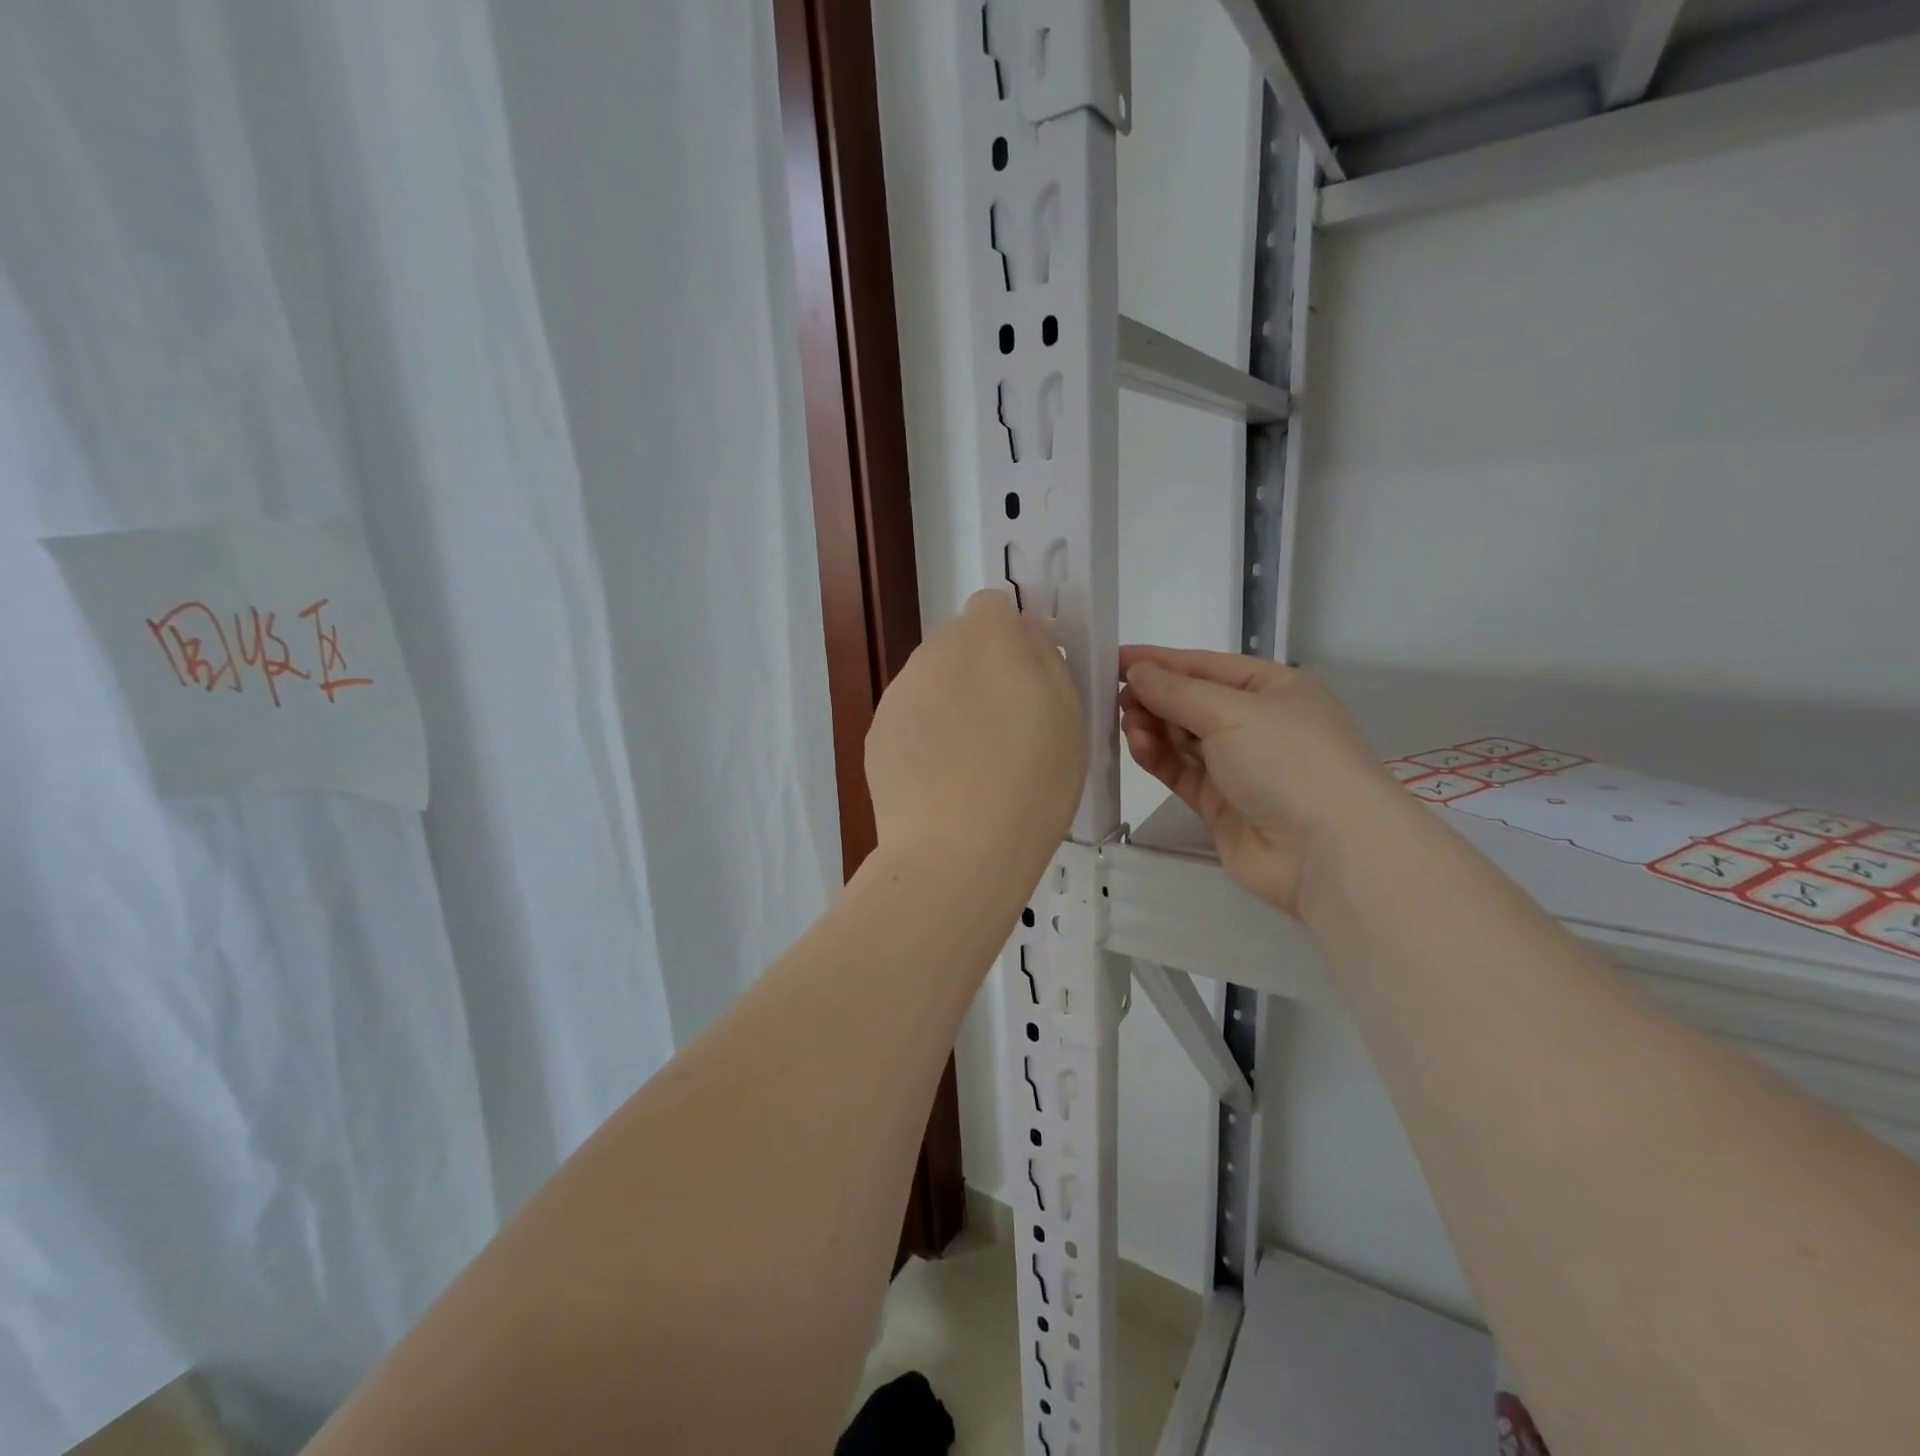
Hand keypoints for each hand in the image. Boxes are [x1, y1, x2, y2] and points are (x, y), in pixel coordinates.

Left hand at [867, 591, 1085, 883]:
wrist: (957, 852)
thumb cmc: (1031, 783)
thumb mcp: (1068, 715)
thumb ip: (1044, 659)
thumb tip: (1023, 637)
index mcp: (986, 639)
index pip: (993, 606)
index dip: (1011, 637)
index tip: (1025, 680)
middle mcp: (933, 652)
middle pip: (959, 642)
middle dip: (981, 668)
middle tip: (1004, 727)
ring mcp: (898, 693)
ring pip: (932, 680)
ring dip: (952, 701)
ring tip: (970, 762)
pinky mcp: (876, 732)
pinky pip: (910, 717)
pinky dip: (925, 735)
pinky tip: (940, 780)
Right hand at [1119, 646, 1395, 915]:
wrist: (1327, 852)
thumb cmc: (1289, 759)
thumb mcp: (1232, 711)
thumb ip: (1177, 691)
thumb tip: (1135, 672)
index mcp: (1273, 688)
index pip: (1206, 666)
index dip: (1160, 661)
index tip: (1113, 658)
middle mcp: (1257, 723)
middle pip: (1192, 701)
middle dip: (1154, 696)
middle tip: (1115, 697)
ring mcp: (1239, 766)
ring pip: (1182, 737)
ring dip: (1152, 726)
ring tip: (1127, 723)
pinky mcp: (1220, 804)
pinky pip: (1180, 771)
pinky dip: (1157, 757)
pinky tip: (1137, 745)